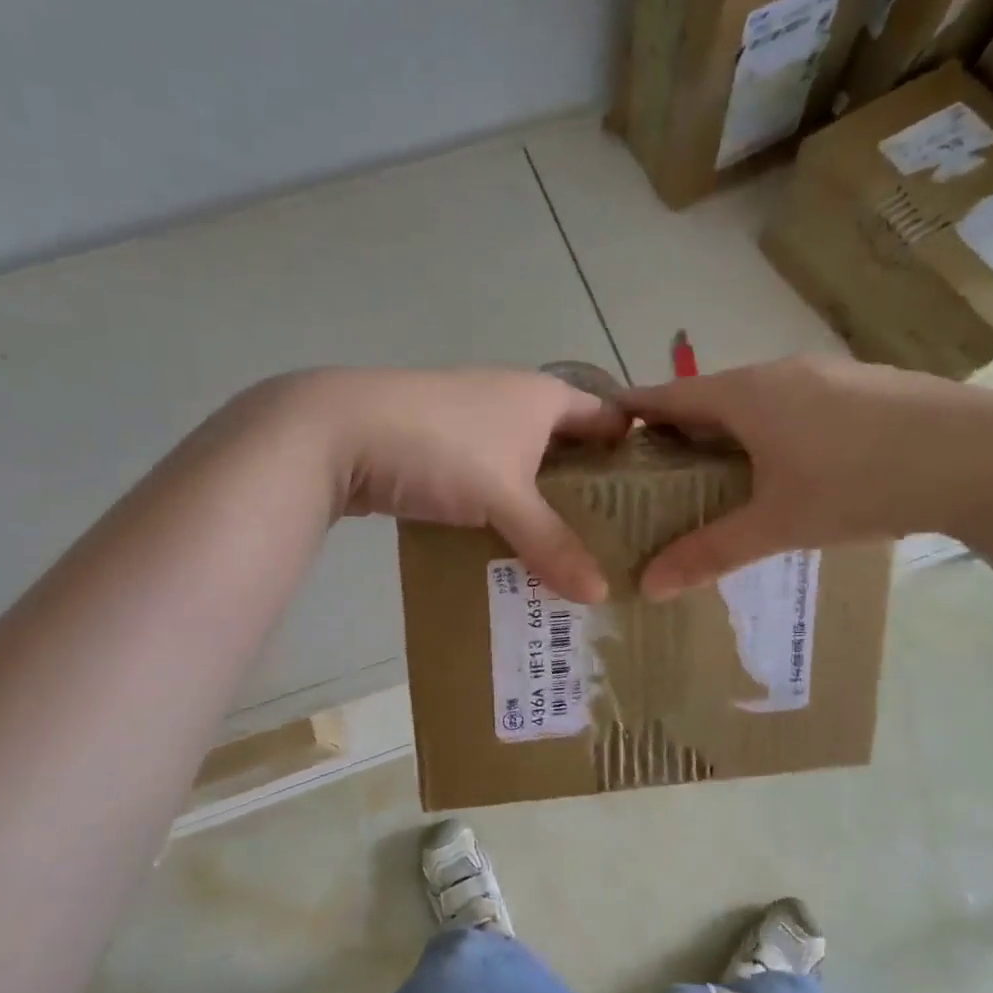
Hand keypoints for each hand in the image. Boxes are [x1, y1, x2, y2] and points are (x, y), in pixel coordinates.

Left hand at [292, 366, 629, 602]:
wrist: (338, 431)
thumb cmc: (441, 448)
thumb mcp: (504, 498)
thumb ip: (552, 544)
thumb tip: (601, 595)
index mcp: (543, 397)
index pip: (607, 418)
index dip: (632, 452)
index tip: (653, 499)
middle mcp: (513, 402)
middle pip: (566, 447)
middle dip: (588, 491)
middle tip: (615, 541)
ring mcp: (472, 424)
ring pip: (523, 468)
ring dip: (541, 506)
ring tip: (568, 554)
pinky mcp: (438, 450)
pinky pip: (486, 483)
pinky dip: (500, 511)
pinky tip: (508, 547)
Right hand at [621, 356, 992, 599]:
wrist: (982, 455)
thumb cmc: (860, 483)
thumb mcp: (777, 525)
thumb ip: (709, 553)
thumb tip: (647, 586)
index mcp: (745, 394)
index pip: (668, 396)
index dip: (632, 412)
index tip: (605, 435)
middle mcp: (778, 372)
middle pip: (709, 397)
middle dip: (679, 430)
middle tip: (657, 473)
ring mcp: (824, 374)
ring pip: (754, 399)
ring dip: (727, 430)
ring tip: (715, 474)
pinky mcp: (861, 385)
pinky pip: (792, 403)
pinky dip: (768, 429)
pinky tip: (784, 466)